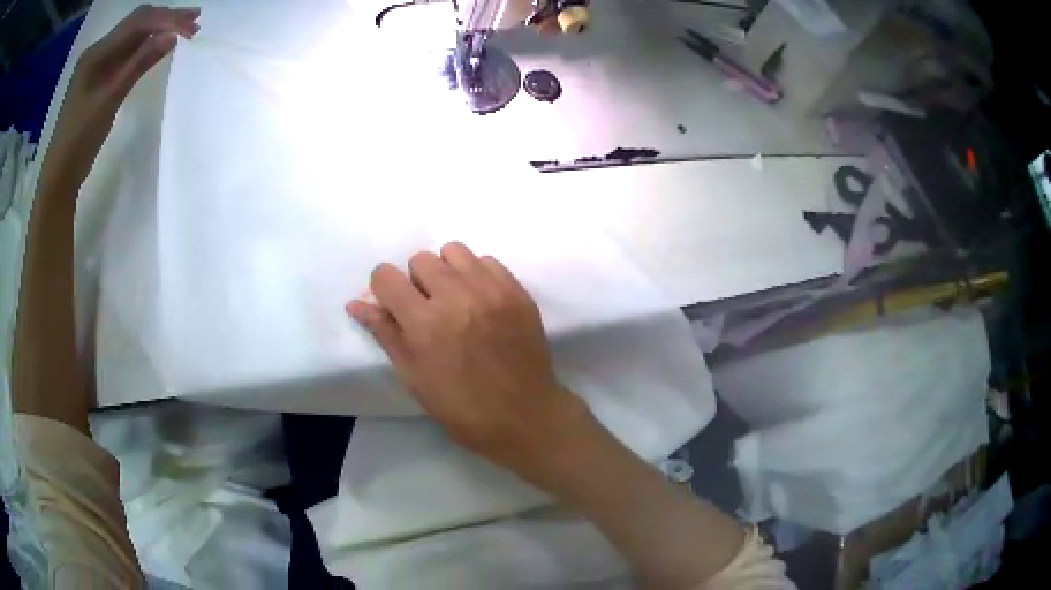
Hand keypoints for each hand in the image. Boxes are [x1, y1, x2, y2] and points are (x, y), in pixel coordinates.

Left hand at [41, 5, 199, 191]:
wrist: (59, 177)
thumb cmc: (79, 140)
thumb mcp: (109, 100)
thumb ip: (139, 64)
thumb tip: (173, 36)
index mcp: (95, 53)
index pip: (136, 23)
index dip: (165, 19)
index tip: (192, 26)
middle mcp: (97, 51)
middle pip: (136, 23)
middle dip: (165, 18)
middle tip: (194, 21)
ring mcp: (97, 65)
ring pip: (132, 36)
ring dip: (157, 29)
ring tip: (184, 29)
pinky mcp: (99, 78)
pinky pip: (126, 53)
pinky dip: (145, 46)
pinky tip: (159, 46)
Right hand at [347, 242, 589, 475]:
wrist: (525, 416)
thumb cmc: (462, 408)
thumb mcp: (414, 378)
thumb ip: (385, 334)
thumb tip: (355, 303)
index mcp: (425, 324)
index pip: (386, 276)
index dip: (384, 288)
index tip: (394, 305)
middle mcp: (457, 297)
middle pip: (420, 259)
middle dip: (416, 281)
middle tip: (428, 310)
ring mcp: (491, 291)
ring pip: (454, 251)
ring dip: (446, 271)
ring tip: (455, 301)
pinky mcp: (517, 291)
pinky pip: (487, 260)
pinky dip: (476, 275)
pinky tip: (480, 302)